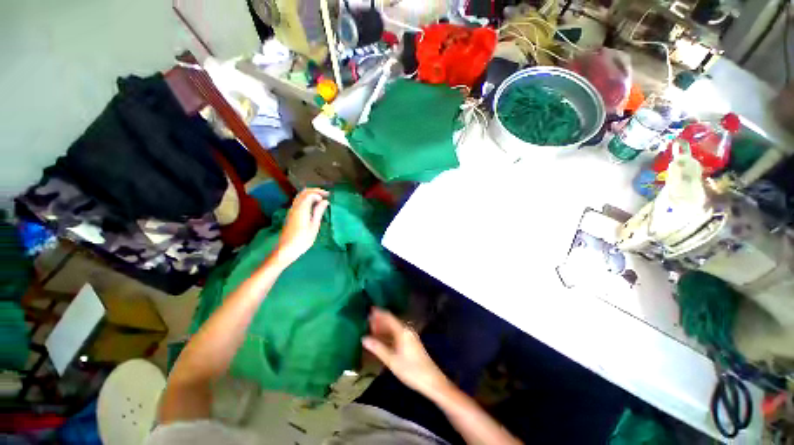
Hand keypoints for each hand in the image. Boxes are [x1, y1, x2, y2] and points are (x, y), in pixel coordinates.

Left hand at [275, 188, 328, 265]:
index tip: (329, 197)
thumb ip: (319, 212)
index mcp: (301, 209)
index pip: (310, 194)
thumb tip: (325, 201)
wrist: (287, 249)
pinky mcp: (291, 215)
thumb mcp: (314, 225)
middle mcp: (295, 207)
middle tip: (326, 194)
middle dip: (315, 191)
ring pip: (300, 196)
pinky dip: (307, 199)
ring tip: (321, 199)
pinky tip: (313, 205)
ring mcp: (292, 210)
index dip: (319, 193)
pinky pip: (299, 201)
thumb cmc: (303, 239)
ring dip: (311, 194)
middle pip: (304, 192)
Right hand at [362, 308, 450, 396]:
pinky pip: (397, 334)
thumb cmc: (411, 370)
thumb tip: (364, 338)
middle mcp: (406, 330)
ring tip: (370, 329)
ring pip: (393, 328)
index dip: (378, 313)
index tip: (368, 310)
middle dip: (379, 320)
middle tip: (366, 321)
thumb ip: (378, 348)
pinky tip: (381, 339)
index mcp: (402, 330)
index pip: (388, 317)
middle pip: (391, 321)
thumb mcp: (392, 360)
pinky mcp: (411, 342)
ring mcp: (409, 336)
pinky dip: (388, 334)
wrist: (431, 380)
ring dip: (383, 328)